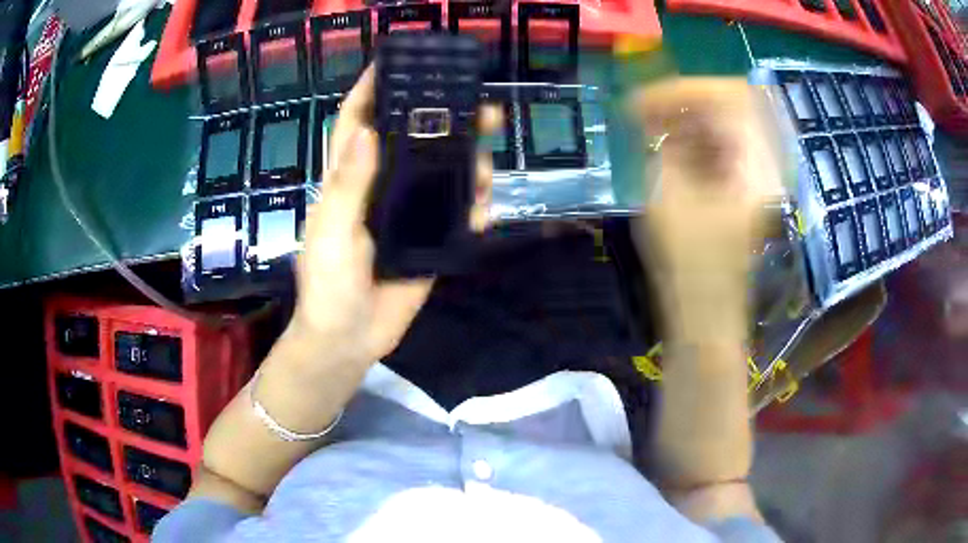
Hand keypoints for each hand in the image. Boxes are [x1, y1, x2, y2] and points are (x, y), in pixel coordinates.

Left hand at [291, 67, 499, 361]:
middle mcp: (381, 187)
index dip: (373, 90)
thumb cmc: (327, 285)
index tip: (398, 61)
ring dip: (470, 163)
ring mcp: (409, 213)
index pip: (358, 123)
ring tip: (489, 164)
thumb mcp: (332, 233)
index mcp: (350, 180)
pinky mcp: (430, 240)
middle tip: (481, 107)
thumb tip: (369, 130)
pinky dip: (475, 208)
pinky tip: (486, 211)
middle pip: (415, 141)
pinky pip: (458, 215)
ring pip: (445, 174)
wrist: (349, 339)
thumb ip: (348, 186)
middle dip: (445, 119)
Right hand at [631, 78, 783, 285]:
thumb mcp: (668, 194)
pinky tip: (669, 150)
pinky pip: (725, 144)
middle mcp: (766, 163)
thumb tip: (652, 111)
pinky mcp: (747, 184)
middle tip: (647, 114)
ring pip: (726, 123)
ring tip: (652, 131)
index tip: (644, 102)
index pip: (730, 96)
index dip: (685, 89)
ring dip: (688, 120)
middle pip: (731, 105)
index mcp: (756, 164)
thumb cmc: (688, 264)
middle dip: (685, 102)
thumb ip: (662, 142)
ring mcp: (759, 173)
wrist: (707, 310)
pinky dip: (696, 139)